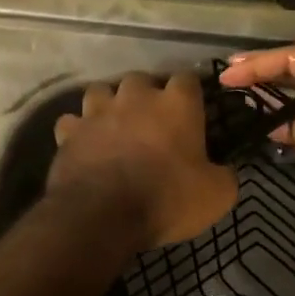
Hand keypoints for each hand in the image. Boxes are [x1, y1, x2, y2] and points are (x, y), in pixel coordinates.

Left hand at [48, 71, 237, 249]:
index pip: (188, 79)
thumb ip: (225, 175)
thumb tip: (224, 170)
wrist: (103, 215)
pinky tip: (83, 145)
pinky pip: (72, 122)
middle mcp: (135, 97)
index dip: (190, 94)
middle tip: (151, 122)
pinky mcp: (69, 131)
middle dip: (145, 96)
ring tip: (113, 126)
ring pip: (101, 92)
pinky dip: (77, 131)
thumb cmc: (167, 199)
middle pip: (140, 80)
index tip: (193, 111)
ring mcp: (98, 111)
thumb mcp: (216, 196)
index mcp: (176, 104)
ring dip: (107, 105)